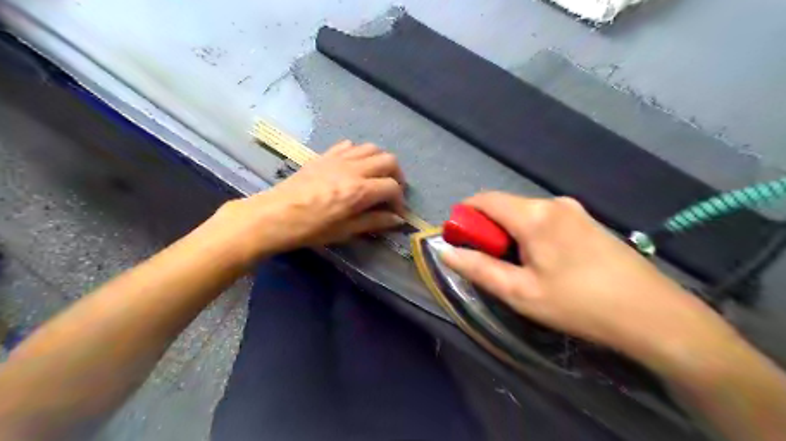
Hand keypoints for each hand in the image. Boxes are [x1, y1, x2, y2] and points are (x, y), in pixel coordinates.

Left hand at [208, 141, 403, 261]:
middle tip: (391, 191)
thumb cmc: (310, 228)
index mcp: (360, 191)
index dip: (399, 200)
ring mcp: (339, 159)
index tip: (396, 213)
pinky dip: (359, 153)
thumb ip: (374, 221)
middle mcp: (354, 169)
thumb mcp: (345, 231)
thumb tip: (397, 219)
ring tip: (376, 177)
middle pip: (388, 161)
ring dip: (380, 161)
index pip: (392, 187)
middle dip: (397, 176)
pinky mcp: (325, 155)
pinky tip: (354, 167)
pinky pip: (349, 145)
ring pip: (371, 148)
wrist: (275, 215)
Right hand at [442, 192, 736, 367]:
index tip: (459, 241)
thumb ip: (478, 268)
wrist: (654, 315)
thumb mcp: (520, 292)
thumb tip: (444, 251)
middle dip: (488, 230)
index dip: (464, 216)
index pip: (484, 199)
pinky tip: (544, 264)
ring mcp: (574, 210)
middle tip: (490, 263)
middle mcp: (553, 202)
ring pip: (525, 214)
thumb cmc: (579, 304)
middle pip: (505, 206)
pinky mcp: (587, 221)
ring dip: (510, 234)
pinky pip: (545, 220)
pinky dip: (530, 235)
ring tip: (518, 269)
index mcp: (534, 215)